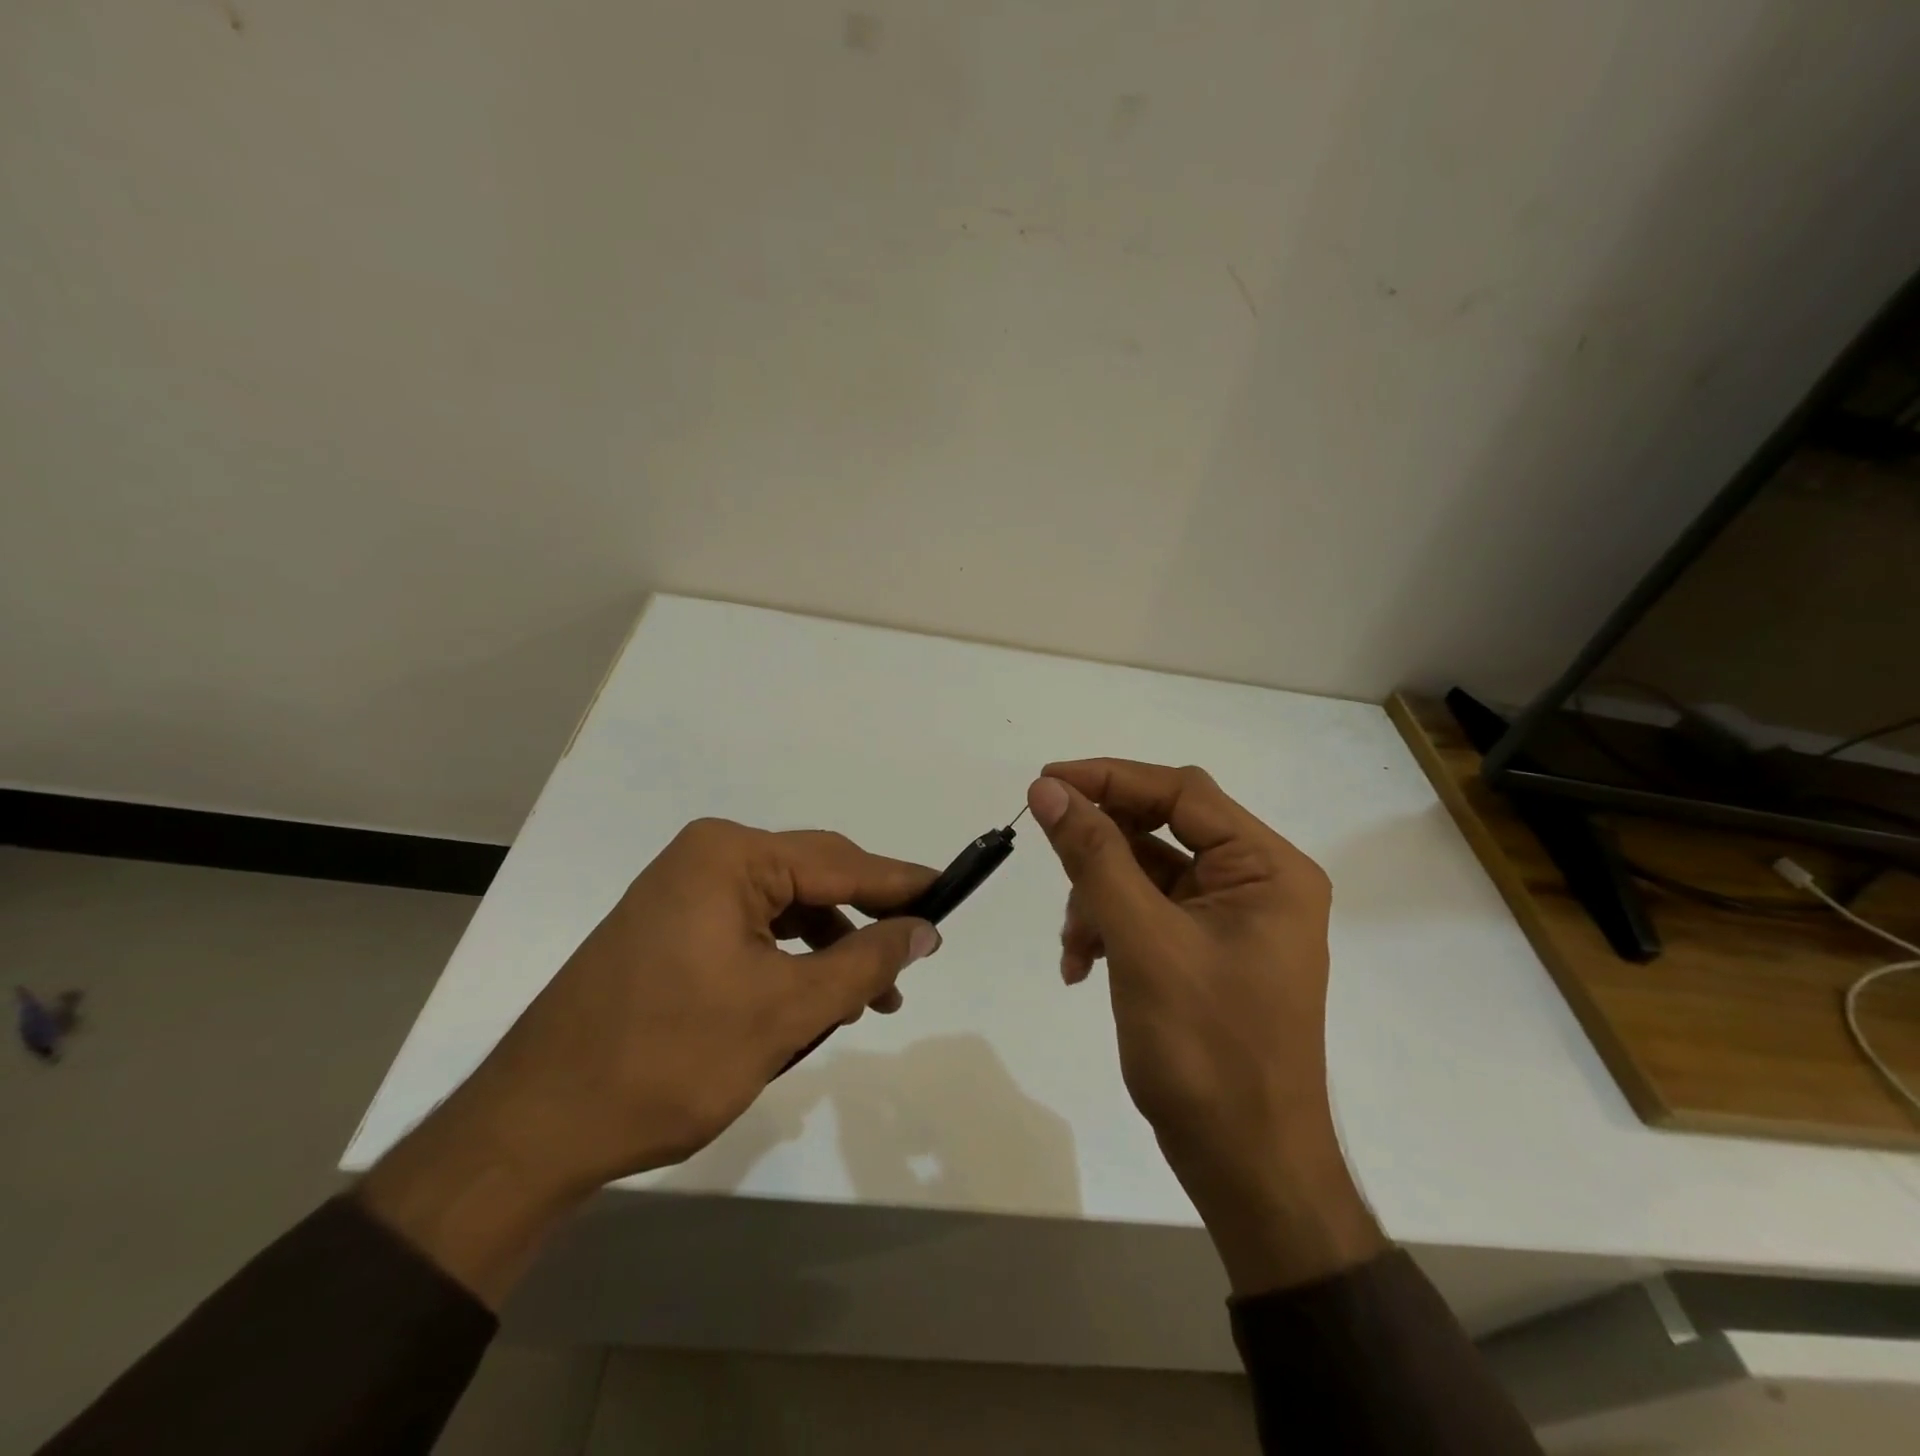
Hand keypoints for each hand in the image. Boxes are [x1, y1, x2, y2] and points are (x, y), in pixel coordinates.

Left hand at [361, 819, 939, 1304]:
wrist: (534, 1128)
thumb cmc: (667, 1060)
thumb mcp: (784, 1012)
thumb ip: (864, 962)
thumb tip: (925, 928)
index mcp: (730, 856)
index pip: (839, 862)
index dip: (900, 883)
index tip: (952, 894)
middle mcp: (705, 859)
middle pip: (812, 879)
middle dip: (864, 923)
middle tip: (913, 961)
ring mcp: (682, 893)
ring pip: (785, 910)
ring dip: (829, 950)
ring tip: (867, 1000)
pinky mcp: (671, 930)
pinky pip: (752, 931)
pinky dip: (790, 962)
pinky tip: (812, 1000)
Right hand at [1027, 760, 1384, 1294]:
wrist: (1246, 1167)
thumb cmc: (1206, 1050)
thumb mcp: (1142, 942)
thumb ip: (1094, 857)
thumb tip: (1048, 790)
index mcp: (1266, 868)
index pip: (1182, 793)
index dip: (1110, 779)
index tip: (1046, 783)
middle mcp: (1257, 882)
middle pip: (1163, 830)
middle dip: (1101, 852)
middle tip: (1048, 854)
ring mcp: (1233, 919)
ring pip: (1146, 873)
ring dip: (1098, 898)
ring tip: (1073, 945)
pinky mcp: (1208, 950)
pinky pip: (1149, 913)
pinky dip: (1110, 928)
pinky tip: (1081, 964)